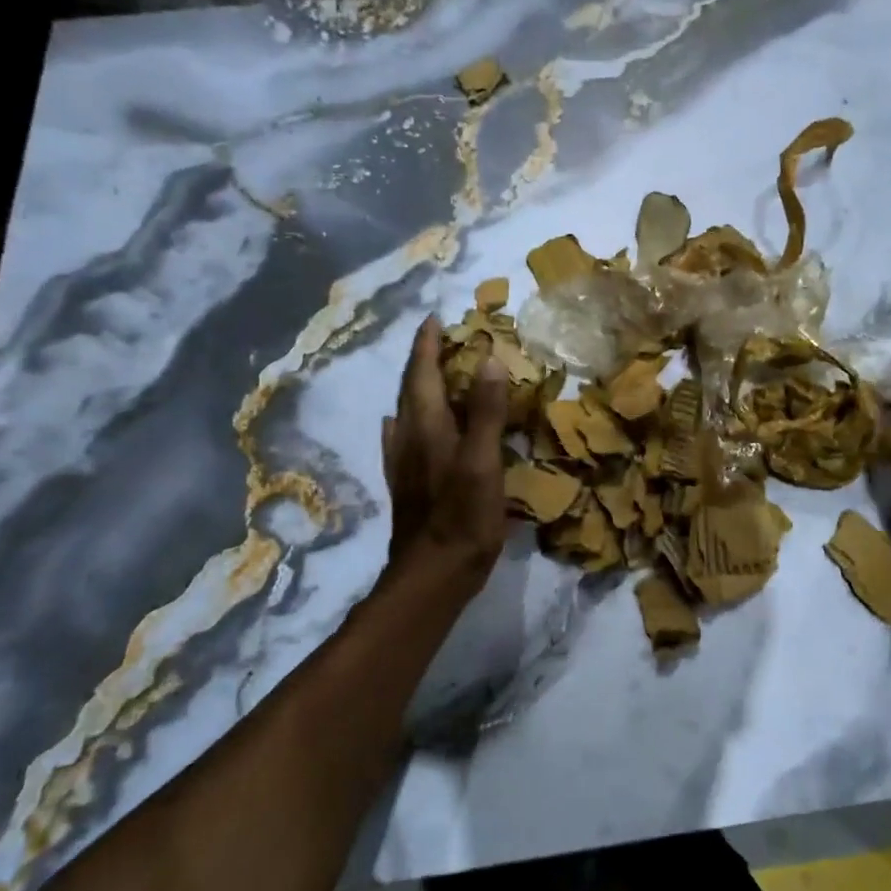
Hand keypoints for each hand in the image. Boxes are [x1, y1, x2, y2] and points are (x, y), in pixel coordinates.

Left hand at [382, 316, 508, 593]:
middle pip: (411, 388)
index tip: (435, 317)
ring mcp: (403, 462)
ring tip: (432, 373)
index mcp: (428, 426)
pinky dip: (406, 421)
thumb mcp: (483, 462)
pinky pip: (401, 438)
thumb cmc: (463, 517)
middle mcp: (409, 437)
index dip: (428, 344)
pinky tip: (402, 424)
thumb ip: (485, 411)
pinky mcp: (406, 483)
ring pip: (406, 412)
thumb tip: (489, 359)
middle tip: (440, 338)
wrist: (433, 573)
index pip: (423, 372)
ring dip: (417, 386)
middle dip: (423, 360)